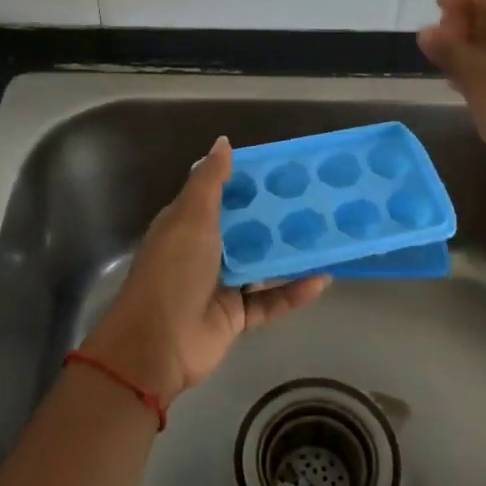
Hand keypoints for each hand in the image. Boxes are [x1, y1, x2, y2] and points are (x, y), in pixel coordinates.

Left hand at [85, 137, 329, 407]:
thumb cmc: (173, 270)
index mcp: (188, 225)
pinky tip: (322, 279)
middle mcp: (205, 252)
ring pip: (262, 265)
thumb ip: (209, 181)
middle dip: (277, 217)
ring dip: (290, 254)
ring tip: (327, 236)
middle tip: (317, 201)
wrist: (158, 344)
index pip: (222, 197)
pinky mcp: (237, 316)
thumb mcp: (190, 217)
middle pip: (246, 230)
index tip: (284, 171)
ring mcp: (221, 285)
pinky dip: (294, 292)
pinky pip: (271, 300)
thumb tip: (223, 142)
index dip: (249, 183)